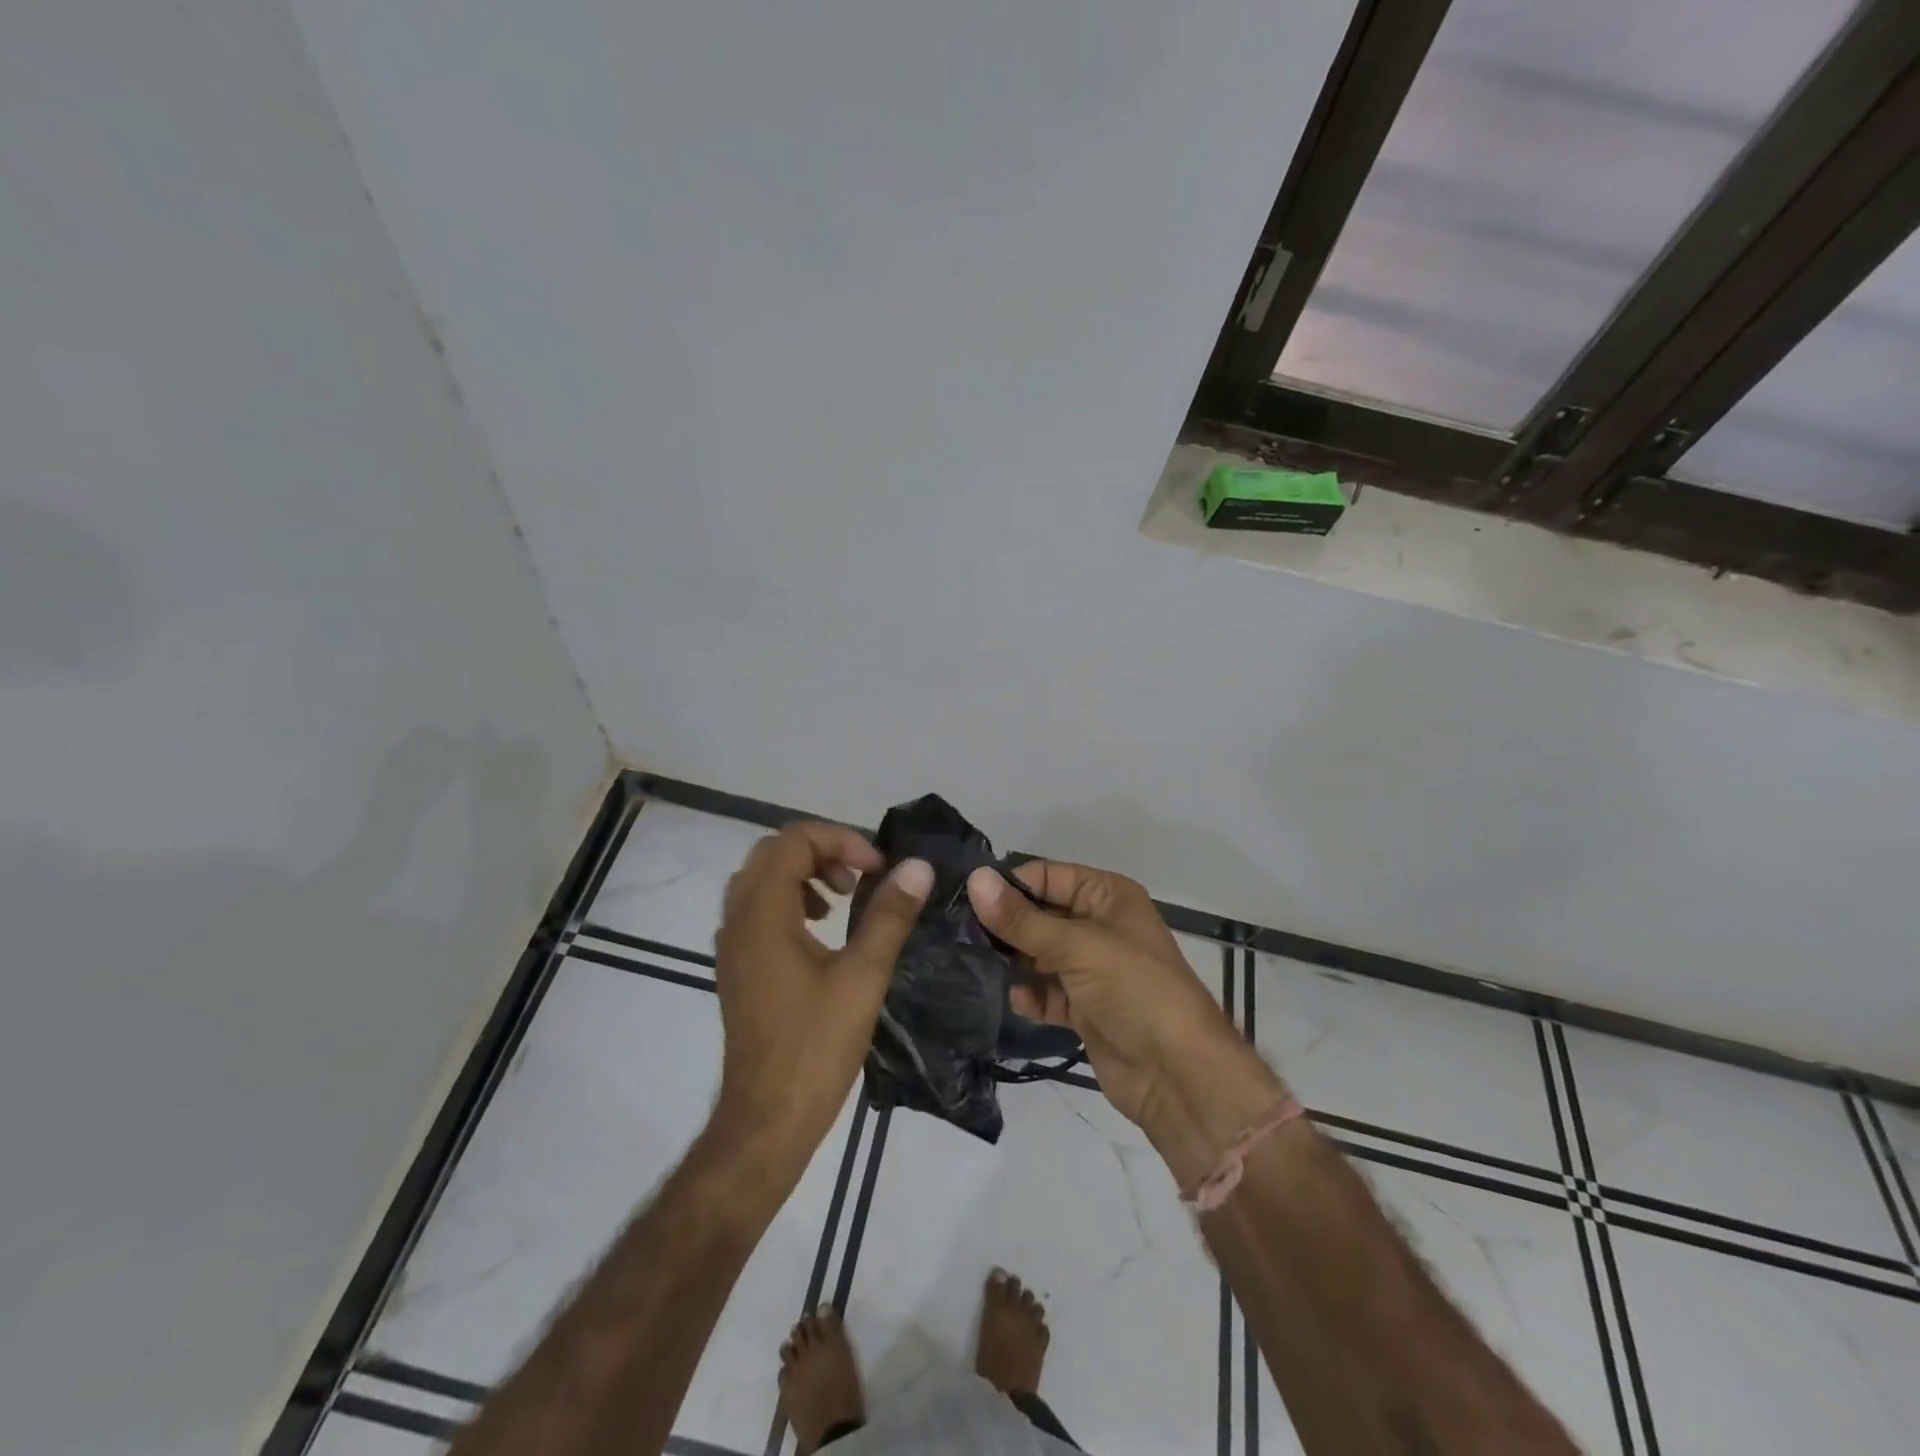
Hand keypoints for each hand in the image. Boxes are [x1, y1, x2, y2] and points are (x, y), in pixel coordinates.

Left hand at [711, 823, 931, 1165]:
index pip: (794, 840)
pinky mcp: (737, 967)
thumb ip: (890, 915)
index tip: (878, 870)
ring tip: (844, 900)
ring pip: (762, 879)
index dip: (841, 841)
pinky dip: (790, 901)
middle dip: (823, 852)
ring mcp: (732, 945)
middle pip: (774, 852)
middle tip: (862, 878)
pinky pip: (757, 909)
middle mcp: (738, 920)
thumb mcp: (863, 976)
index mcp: (763, 914)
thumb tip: (917, 867)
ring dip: (805, 874)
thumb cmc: (815, 1047)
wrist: (767, 1120)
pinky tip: (822, 932)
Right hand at [967, 861, 1234, 1128]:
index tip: (966, 899)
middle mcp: (1099, 925)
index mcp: (1107, 896)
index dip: (1010, 885)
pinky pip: (1047, 991)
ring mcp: (1092, 969)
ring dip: (1014, 962)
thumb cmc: (1133, 989)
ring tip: (976, 967)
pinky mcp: (1085, 1008)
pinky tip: (1017, 1001)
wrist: (1177, 1073)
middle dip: (1006, 926)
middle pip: (1040, 915)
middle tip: (960, 935)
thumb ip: (1021, 919)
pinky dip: (1031, 995)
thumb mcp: (1077, 946)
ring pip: (1040, 954)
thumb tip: (975, 879)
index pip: (1048, 876)